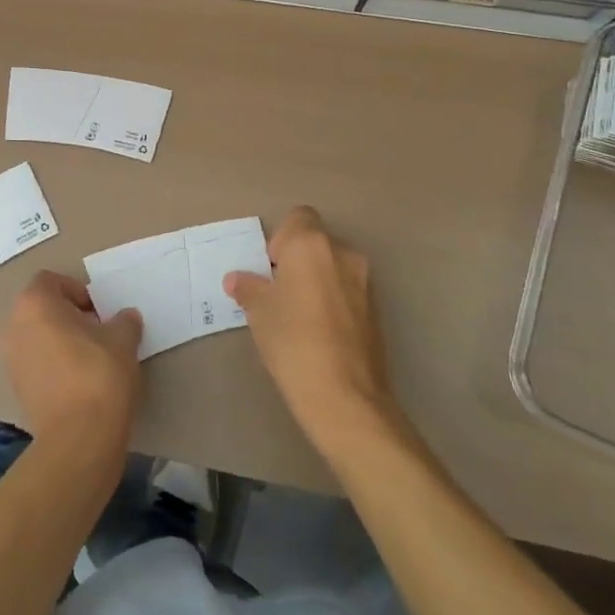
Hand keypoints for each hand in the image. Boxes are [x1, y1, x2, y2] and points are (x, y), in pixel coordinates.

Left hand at [1, 271, 142, 447]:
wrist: (78, 439)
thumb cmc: (98, 375)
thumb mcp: (123, 340)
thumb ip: (124, 321)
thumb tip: (125, 318)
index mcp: (34, 303)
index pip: (51, 280)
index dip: (77, 291)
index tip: (99, 311)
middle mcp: (13, 325)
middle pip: (41, 308)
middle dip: (68, 315)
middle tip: (98, 332)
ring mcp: (10, 358)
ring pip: (36, 336)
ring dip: (59, 340)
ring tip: (90, 358)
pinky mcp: (15, 388)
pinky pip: (34, 363)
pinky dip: (52, 364)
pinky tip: (78, 382)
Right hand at [225, 207, 396, 455]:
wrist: (346, 397)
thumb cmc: (293, 341)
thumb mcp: (258, 311)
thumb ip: (248, 287)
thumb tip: (238, 279)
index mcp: (311, 244)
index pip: (298, 217)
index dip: (280, 239)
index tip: (269, 268)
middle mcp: (343, 253)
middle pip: (316, 241)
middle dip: (296, 259)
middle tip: (277, 291)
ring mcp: (364, 282)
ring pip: (333, 266)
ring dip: (315, 279)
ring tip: (296, 314)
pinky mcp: (376, 310)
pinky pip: (346, 290)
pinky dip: (332, 300)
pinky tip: (317, 332)